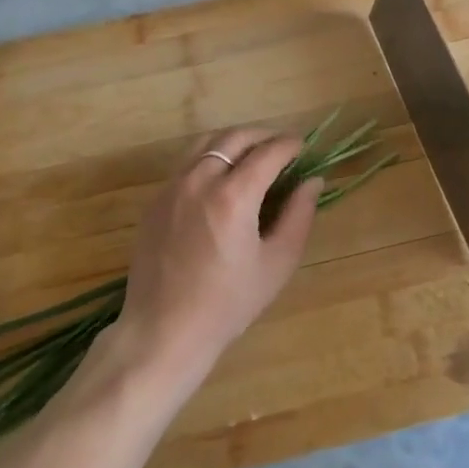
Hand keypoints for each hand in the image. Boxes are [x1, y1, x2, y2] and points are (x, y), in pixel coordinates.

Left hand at [106, 127, 321, 390]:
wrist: (164, 331)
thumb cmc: (228, 303)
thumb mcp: (277, 263)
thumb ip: (299, 216)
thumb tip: (312, 181)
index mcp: (233, 196)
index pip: (268, 152)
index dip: (289, 144)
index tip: (303, 146)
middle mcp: (199, 181)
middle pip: (234, 137)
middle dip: (263, 136)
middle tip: (282, 147)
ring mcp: (172, 188)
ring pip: (206, 143)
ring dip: (234, 141)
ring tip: (253, 154)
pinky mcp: (156, 201)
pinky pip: (187, 164)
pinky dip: (210, 157)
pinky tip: (222, 178)